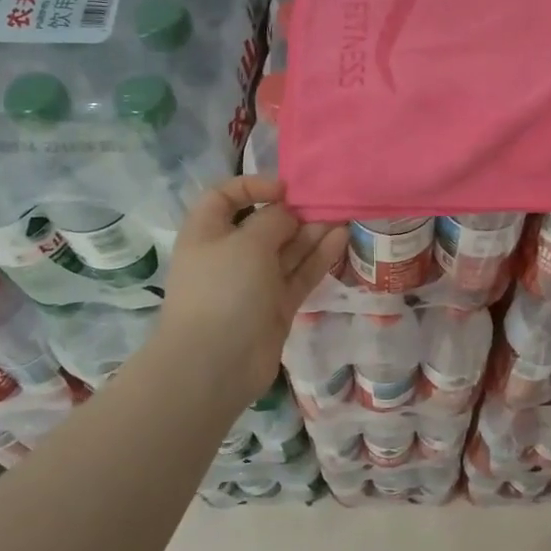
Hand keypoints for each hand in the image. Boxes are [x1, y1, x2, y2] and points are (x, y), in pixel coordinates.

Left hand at [151, 176, 346, 403]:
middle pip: (264, 224)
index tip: (285, 188)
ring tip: (342, 215)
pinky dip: (319, 257)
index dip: (253, 186)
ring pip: (287, 250)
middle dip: (294, 211)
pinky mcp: (276, 305)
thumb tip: (288, 214)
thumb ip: (273, 220)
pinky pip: (300, 274)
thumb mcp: (247, 243)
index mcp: (207, 233)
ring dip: (312, 232)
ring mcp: (254, 282)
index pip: (225, 197)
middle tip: (327, 201)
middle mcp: (230, 254)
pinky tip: (341, 239)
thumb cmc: (223, 290)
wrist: (216, 364)